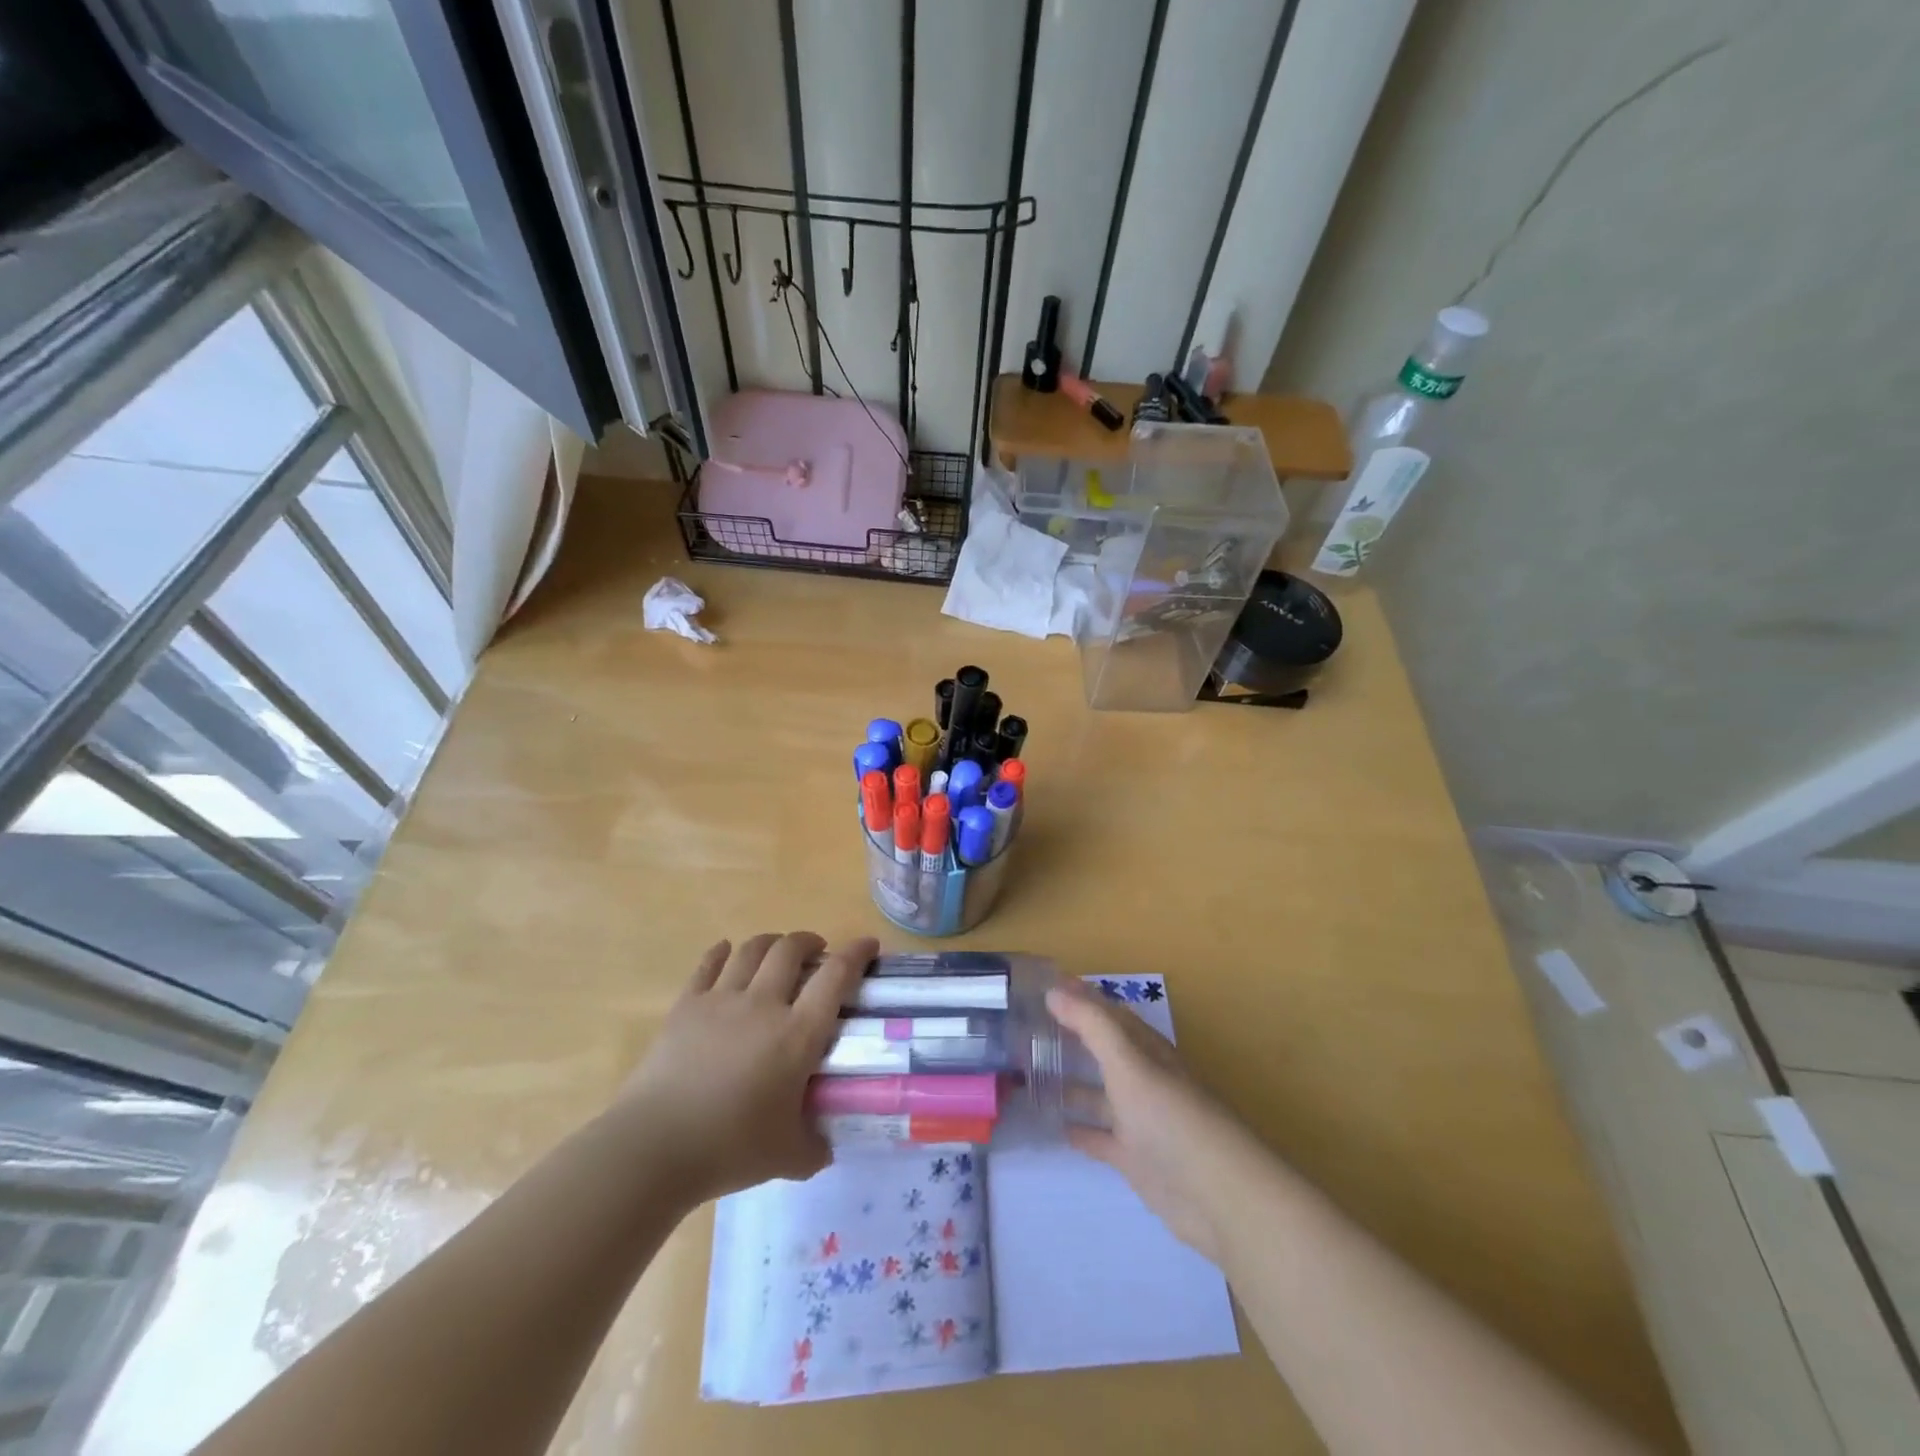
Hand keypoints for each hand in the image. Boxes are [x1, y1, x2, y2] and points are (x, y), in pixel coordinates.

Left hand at [615, 933, 875, 1207]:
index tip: (868, 944)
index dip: (857, 953)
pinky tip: (726, 952)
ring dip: (771, 942)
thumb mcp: (789, 1158)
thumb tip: (825, 1147)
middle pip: (791, 949)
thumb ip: (814, 1147)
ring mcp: (721, 999)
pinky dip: (722, 952)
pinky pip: (708, 964)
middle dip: (809, 941)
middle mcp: (763, 1004)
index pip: (836, 977)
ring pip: (752, 949)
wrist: (654, 1147)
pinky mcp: (686, 1006)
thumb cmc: (729, 1149)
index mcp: (797, 1034)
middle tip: (817, 952)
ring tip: (777, 950)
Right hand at [1047, 981, 1252, 1262]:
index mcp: (1145, 1050)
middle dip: (1070, 1038)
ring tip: (1028, 1075)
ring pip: (1098, 1094)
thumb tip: (1053, 990)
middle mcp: (1142, 1079)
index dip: (1079, 997)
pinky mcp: (1135, 1158)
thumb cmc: (1170, 1117)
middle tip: (1026, 1029)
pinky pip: (1100, 1137)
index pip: (1108, 1013)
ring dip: (1069, 1083)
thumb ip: (1091, 1025)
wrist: (1217, 1195)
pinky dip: (1080, 1129)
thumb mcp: (1129, 1063)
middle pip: (1102, 1051)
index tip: (1042, 986)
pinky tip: (1054, 1124)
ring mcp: (1139, 1120)